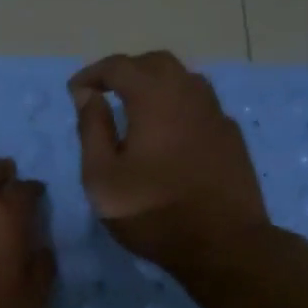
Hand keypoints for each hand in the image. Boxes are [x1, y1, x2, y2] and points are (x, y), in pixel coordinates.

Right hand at [69, 50, 267, 271]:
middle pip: (156, 63)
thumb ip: (92, 129)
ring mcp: (216, 114)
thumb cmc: (153, 212)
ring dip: (157, 85)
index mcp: (154, 97)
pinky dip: (180, 107)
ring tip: (138, 109)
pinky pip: (202, 106)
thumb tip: (89, 95)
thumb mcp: (102, 177)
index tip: (75, 92)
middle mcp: (189, 94)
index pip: (119, 66)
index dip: (92, 73)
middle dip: (127, 71)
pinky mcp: (232, 137)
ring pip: (185, 80)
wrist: (224, 244)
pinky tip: (172, 133)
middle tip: (106, 92)